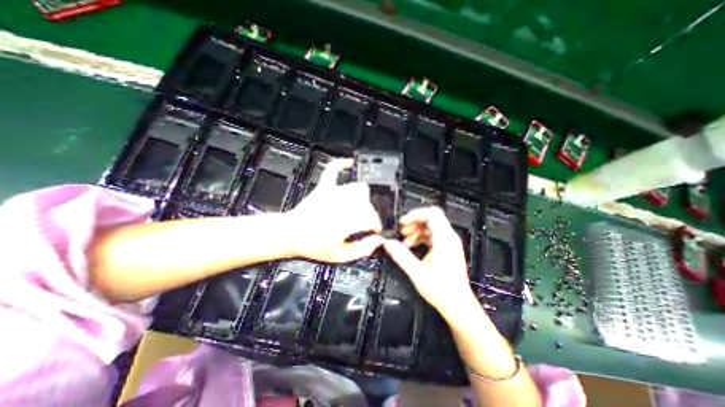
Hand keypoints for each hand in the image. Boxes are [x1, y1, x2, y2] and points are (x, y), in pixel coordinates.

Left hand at [287, 158, 383, 265]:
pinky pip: (334, 169)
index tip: (374, 230)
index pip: (372, 217)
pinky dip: (342, 165)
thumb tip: (377, 241)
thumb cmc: (312, 245)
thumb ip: (361, 249)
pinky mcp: (324, 187)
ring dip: (363, 197)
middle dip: (370, 213)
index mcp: (347, 221)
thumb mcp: (339, 256)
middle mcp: (343, 204)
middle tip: (365, 222)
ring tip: (359, 207)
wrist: (290, 234)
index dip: (376, 224)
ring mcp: (333, 192)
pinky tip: (350, 164)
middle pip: (368, 203)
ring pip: (359, 188)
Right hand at [381, 206, 477, 316]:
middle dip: (414, 222)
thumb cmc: (440, 289)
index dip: (415, 214)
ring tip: (404, 241)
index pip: (432, 214)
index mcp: (444, 239)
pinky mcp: (447, 249)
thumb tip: (387, 243)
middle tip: (401, 231)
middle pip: (431, 218)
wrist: (458, 305)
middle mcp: (449, 237)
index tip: (402, 222)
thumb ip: (401, 255)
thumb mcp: (416, 272)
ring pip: (431, 227)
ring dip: (416, 231)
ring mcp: (449, 243)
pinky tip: (411, 246)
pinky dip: (420, 237)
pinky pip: (432, 236)